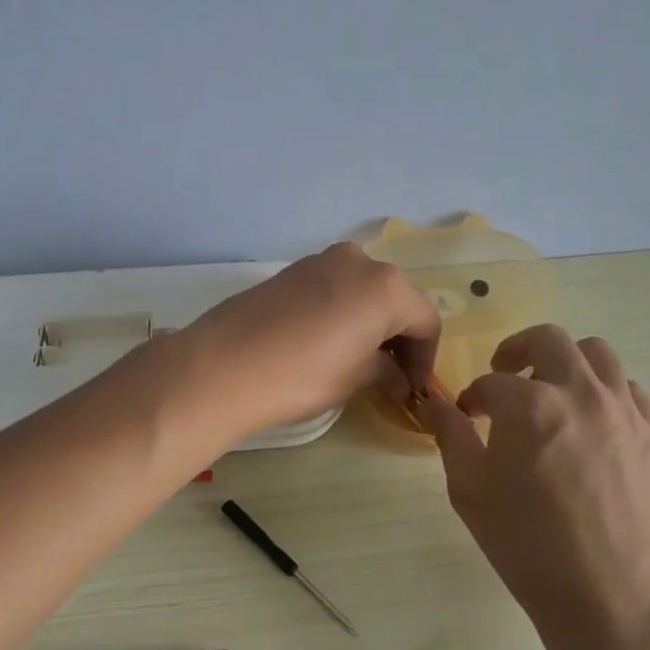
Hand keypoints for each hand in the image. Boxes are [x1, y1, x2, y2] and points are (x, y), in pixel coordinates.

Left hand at [186, 243, 440, 438]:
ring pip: (365, 290)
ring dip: (372, 322)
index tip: (416, 389)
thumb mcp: (355, 378)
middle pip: (397, 300)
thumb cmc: (302, 375)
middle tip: (392, 376)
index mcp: (386, 286)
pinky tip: (331, 342)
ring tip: (361, 360)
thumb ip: (386, 371)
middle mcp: (360, 261)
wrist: (223, 365)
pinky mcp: (294, 269)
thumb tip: (398, 378)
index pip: (425, 322)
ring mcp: (323, 260)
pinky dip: (345, 311)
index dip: (425, 359)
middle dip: (400, 337)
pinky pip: (336, 288)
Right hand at [424, 325, 649, 639]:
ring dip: (567, 362)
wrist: (609, 600)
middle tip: (506, 375)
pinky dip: (606, 392)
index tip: (468, 414)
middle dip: (518, 350)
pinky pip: (630, 391)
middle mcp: (580, 393)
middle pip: (548, 339)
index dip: (473, 396)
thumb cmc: (528, 546)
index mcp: (529, 406)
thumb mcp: (470, 491)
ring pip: (597, 354)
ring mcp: (624, 412)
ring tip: (554, 390)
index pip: (491, 382)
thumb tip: (434, 405)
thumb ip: (451, 436)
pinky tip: (593, 422)